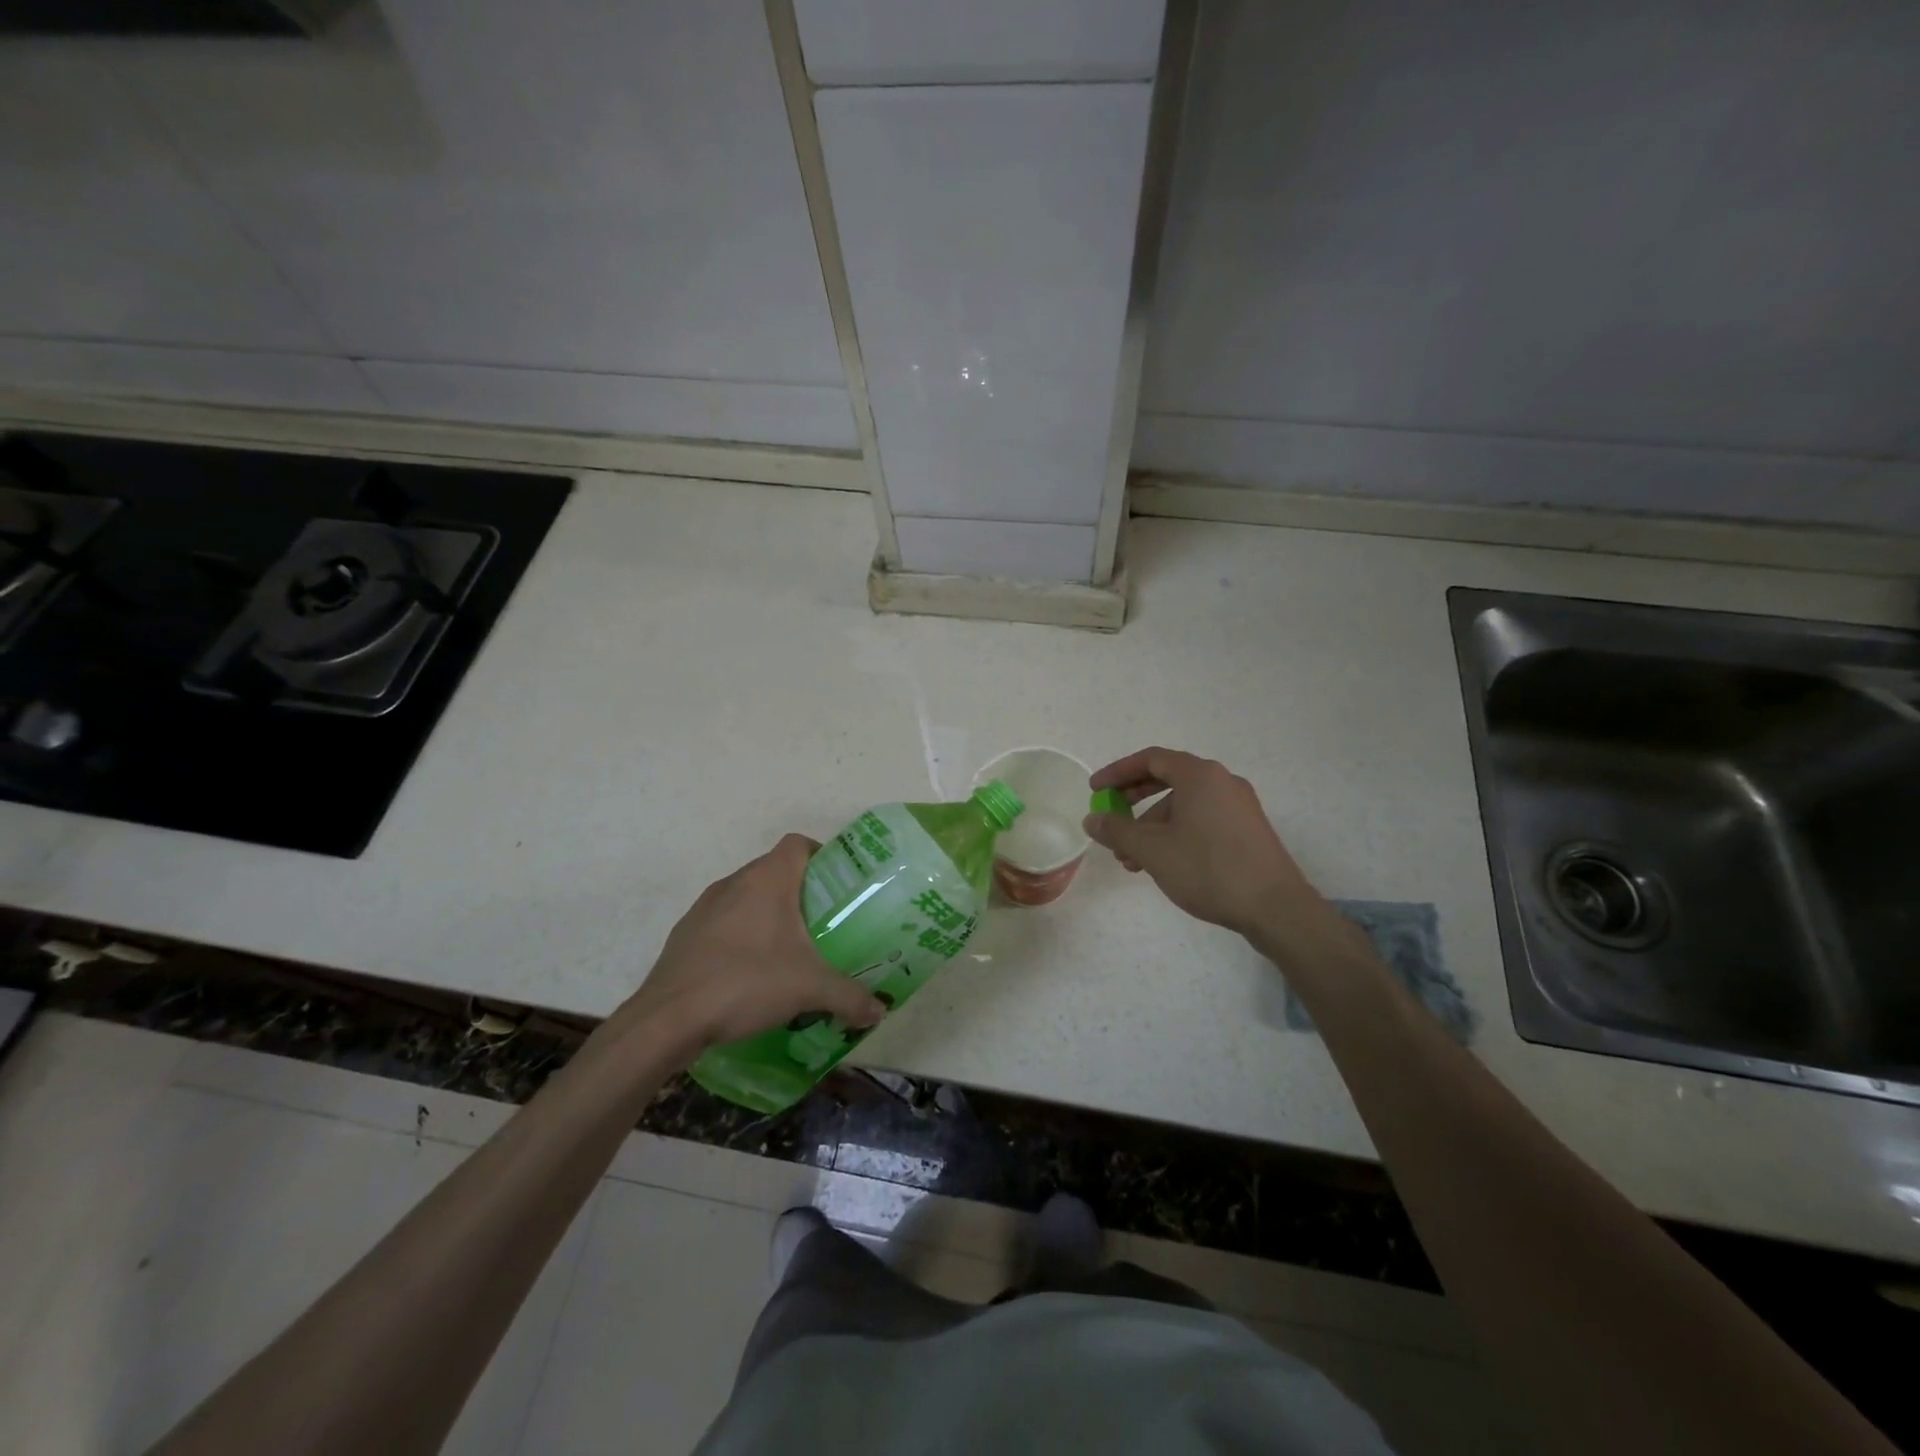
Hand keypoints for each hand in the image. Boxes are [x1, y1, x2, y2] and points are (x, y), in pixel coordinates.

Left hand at [627, 834, 885, 1051]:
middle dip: (801, 892)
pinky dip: (741, 936)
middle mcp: (735, 882)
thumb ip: (850, 997)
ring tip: (789, 950)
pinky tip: (750, 972)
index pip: (798, 844)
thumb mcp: (809, 989)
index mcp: (767, 880)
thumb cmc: (745, 983)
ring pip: (747, 896)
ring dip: (768, 914)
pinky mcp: (686, 934)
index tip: (838, 887)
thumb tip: (880, 1011)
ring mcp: (705, 907)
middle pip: (775, 870)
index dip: (821, 856)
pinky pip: (723, 922)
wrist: (668, 1019)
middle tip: (823, 924)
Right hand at [1085, 747, 1332, 942]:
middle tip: (1111, 822)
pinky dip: (1176, 834)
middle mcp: (1221, 781)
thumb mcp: (1152, 850)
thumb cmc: (1208, 868)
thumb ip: (1117, 830)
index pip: (1150, 759)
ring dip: (1152, 826)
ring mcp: (1239, 805)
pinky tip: (1163, 864)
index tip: (1095, 791)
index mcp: (1199, 775)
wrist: (1275, 907)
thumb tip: (1092, 819)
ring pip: (1184, 805)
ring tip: (1132, 861)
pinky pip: (1202, 819)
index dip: (1117, 772)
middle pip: (1168, 780)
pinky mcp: (1248, 829)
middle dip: (1133, 802)